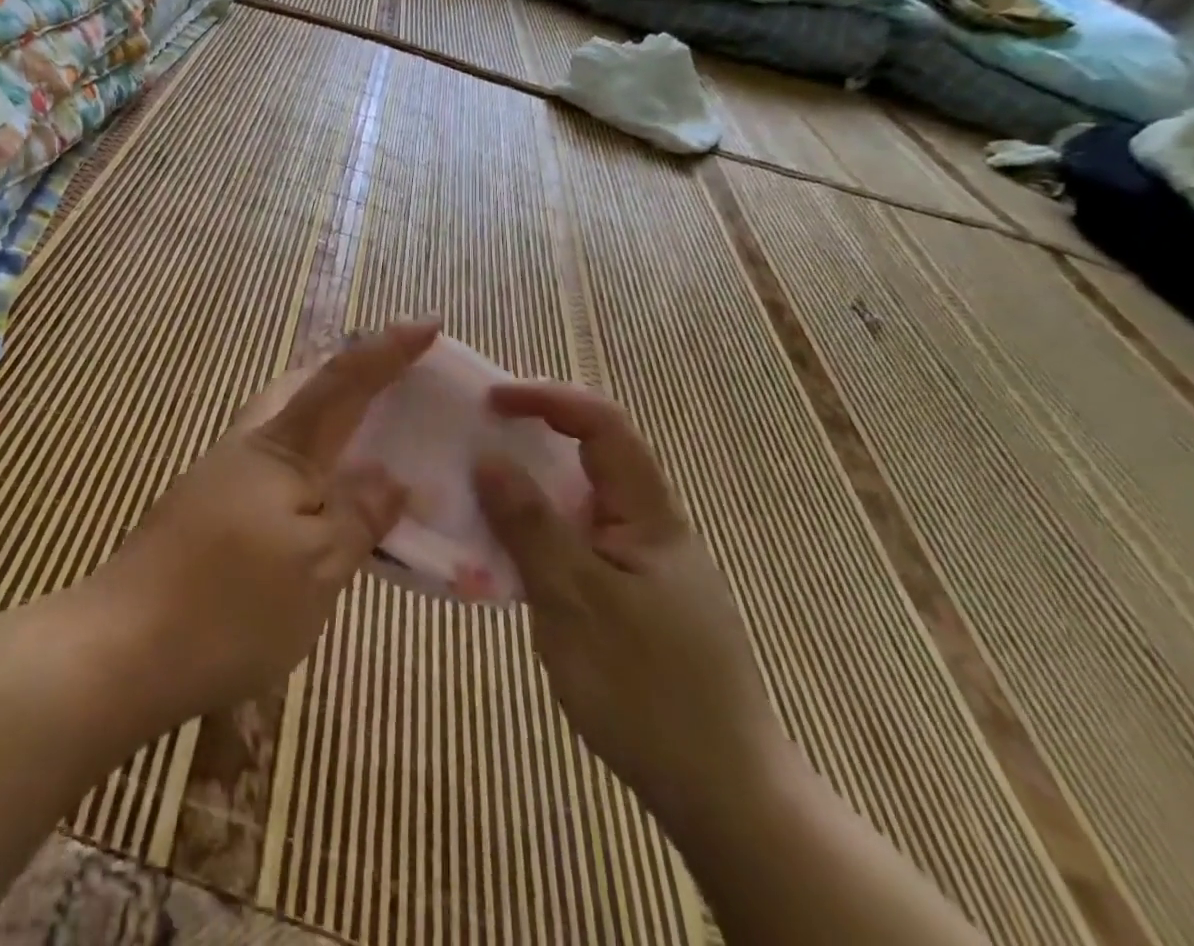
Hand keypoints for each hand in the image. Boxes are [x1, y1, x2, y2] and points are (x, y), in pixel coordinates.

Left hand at [83, 321, 436, 729]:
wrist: (122, 648)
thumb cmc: (230, 604)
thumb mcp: (317, 567)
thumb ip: (359, 515)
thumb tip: (392, 478)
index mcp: (280, 446)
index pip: (343, 380)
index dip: (388, 350)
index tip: (429, 323)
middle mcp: (248, 446)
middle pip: (304, 387)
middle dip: (350, 374)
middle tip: (396, 384)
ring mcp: (222, 477)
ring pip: (287, 426)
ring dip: (330, 420)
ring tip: (371, 442)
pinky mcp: (209, 511)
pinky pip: (275, 467)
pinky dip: (310, 466)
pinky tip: (324, 502)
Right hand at [473, 383, 788, 836]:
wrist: (722, 795)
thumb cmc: (648, 689)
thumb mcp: (576, 600)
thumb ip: (530, 525)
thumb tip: (487, 458)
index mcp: (647, 515)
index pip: (602, 425)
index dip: (547, 398)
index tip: (491, 401)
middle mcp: (645, 527)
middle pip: (588, 457)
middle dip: (530, 436)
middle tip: (471, 439)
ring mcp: (637, 565)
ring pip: (576, 503)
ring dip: (526, 488)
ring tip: (473, 491)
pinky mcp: (626, 598)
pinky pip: (572, 542)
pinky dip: (533, 532)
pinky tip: (502, 554)